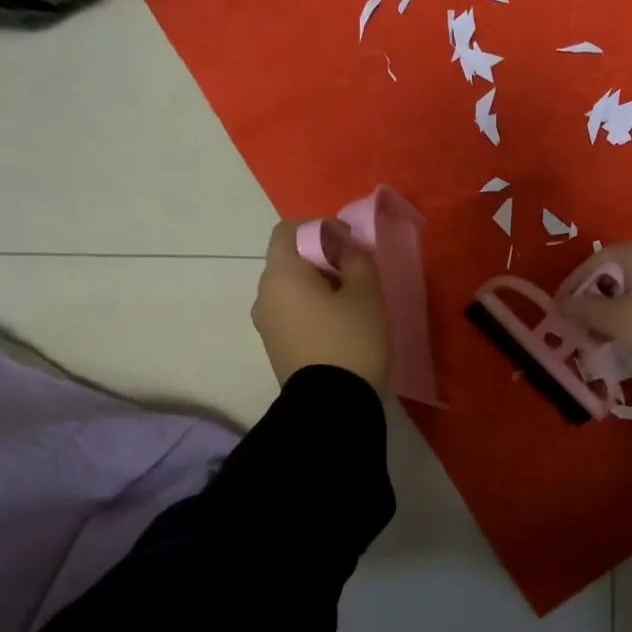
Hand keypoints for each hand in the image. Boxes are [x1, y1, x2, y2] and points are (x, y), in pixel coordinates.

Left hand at [252, 220, 390, 392]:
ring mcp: (266, 323)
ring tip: (352, 302)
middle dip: (322, 258)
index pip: (288, 230)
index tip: (349, 243)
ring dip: (318, 285)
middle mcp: (264, 294)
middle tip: (357, 273)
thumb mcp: (366, 293)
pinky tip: (339, 325)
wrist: (332, 404)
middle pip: (290, 260)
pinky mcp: (274, 346)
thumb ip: (357, 259)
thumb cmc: (351, 340)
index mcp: (281, 274)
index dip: (319, 228)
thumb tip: (346, 248)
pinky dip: (312, 308)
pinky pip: (291, 312)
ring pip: (291, 288)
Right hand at [556, 239, 631, 384]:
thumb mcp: (617, 322)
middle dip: (596, 295)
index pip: (595, 260)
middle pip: (618, 269)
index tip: (560, 309)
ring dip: (618, 304)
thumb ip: (585, 309)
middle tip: (582, 322)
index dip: (574, 285)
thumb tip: (562, 303)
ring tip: (606, 330)